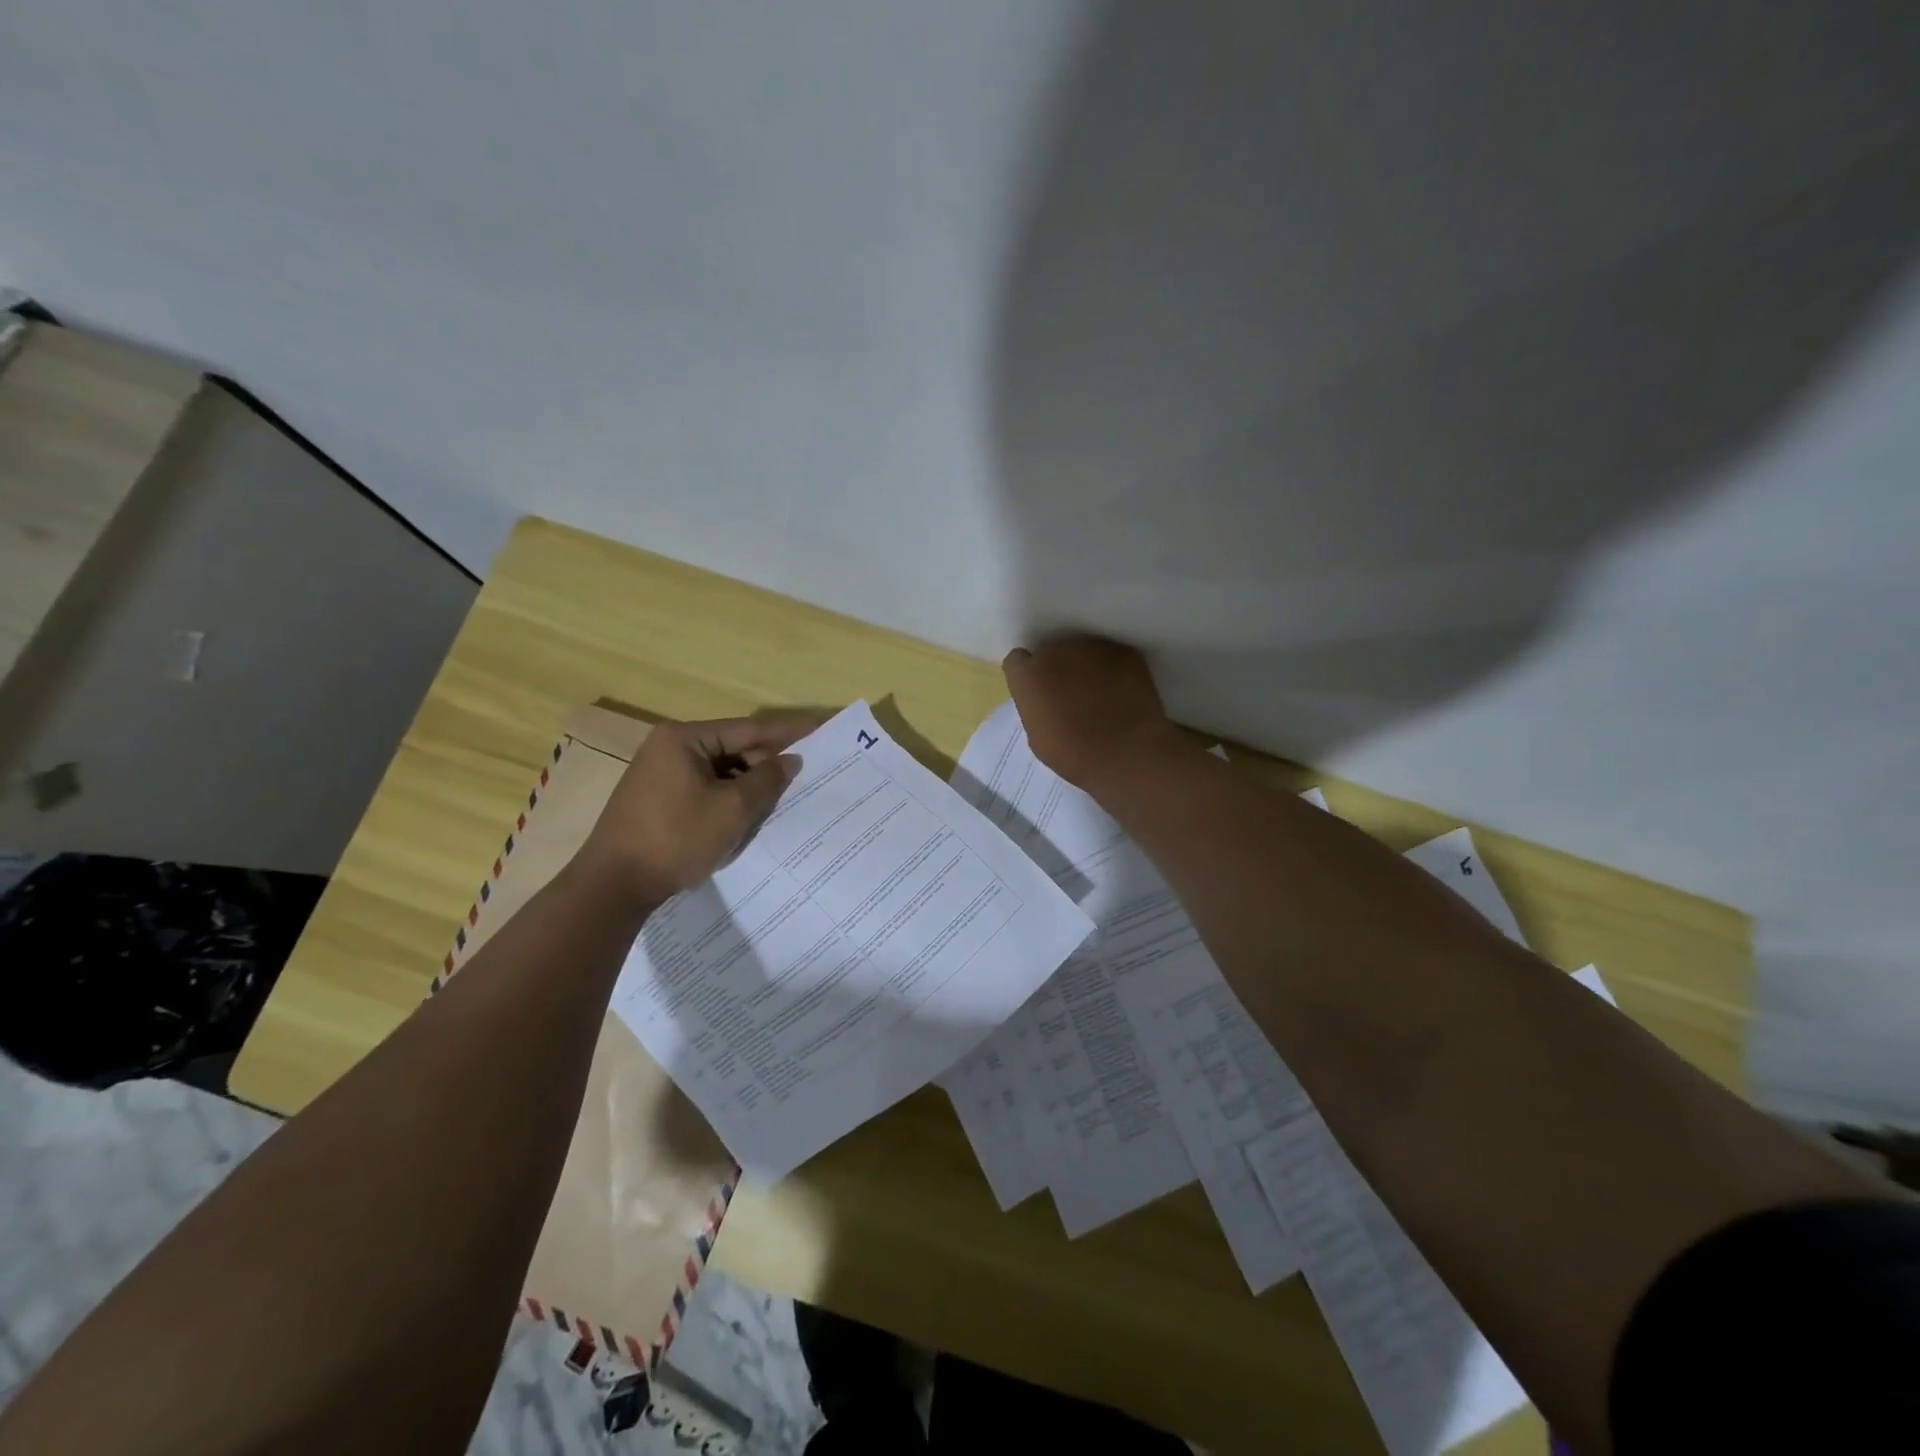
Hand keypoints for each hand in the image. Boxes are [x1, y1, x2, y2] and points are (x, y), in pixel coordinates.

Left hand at [578, 712, 823, 906]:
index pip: (747, 729)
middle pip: (732, 748)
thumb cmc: (676, 838)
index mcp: (684, 738)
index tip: (819, 728)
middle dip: (766, 762)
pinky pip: (704, 787)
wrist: (613, 886)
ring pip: (719, 770)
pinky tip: (747, 813)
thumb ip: (767, 779)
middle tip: (803, 774)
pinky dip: (727, 797)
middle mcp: (668, 747)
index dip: (786, 731)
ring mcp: (659, 773)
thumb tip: (791, 760)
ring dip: (748, 783)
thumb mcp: (732, 809)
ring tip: (780, 797)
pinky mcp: (657, 798)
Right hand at [1002, 636, 1173, 786]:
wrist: (1126, 754)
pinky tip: (1121, 691)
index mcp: (1028, 675)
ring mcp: (1091, 647)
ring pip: (1082, 651)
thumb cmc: (1075, 755)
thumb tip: (1046, 702)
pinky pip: (1111, 655)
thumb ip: (1036, 708)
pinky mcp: (1122, 651)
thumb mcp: (1038, 737)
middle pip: (1051, 652)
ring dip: (1085, 667)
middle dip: (1058, 669)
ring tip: (1100, 693)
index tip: (1038, 692)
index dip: (1028, 676)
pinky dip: (1113, 669)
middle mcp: (1055, 651)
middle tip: (1071, 695)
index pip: (1017, 661)